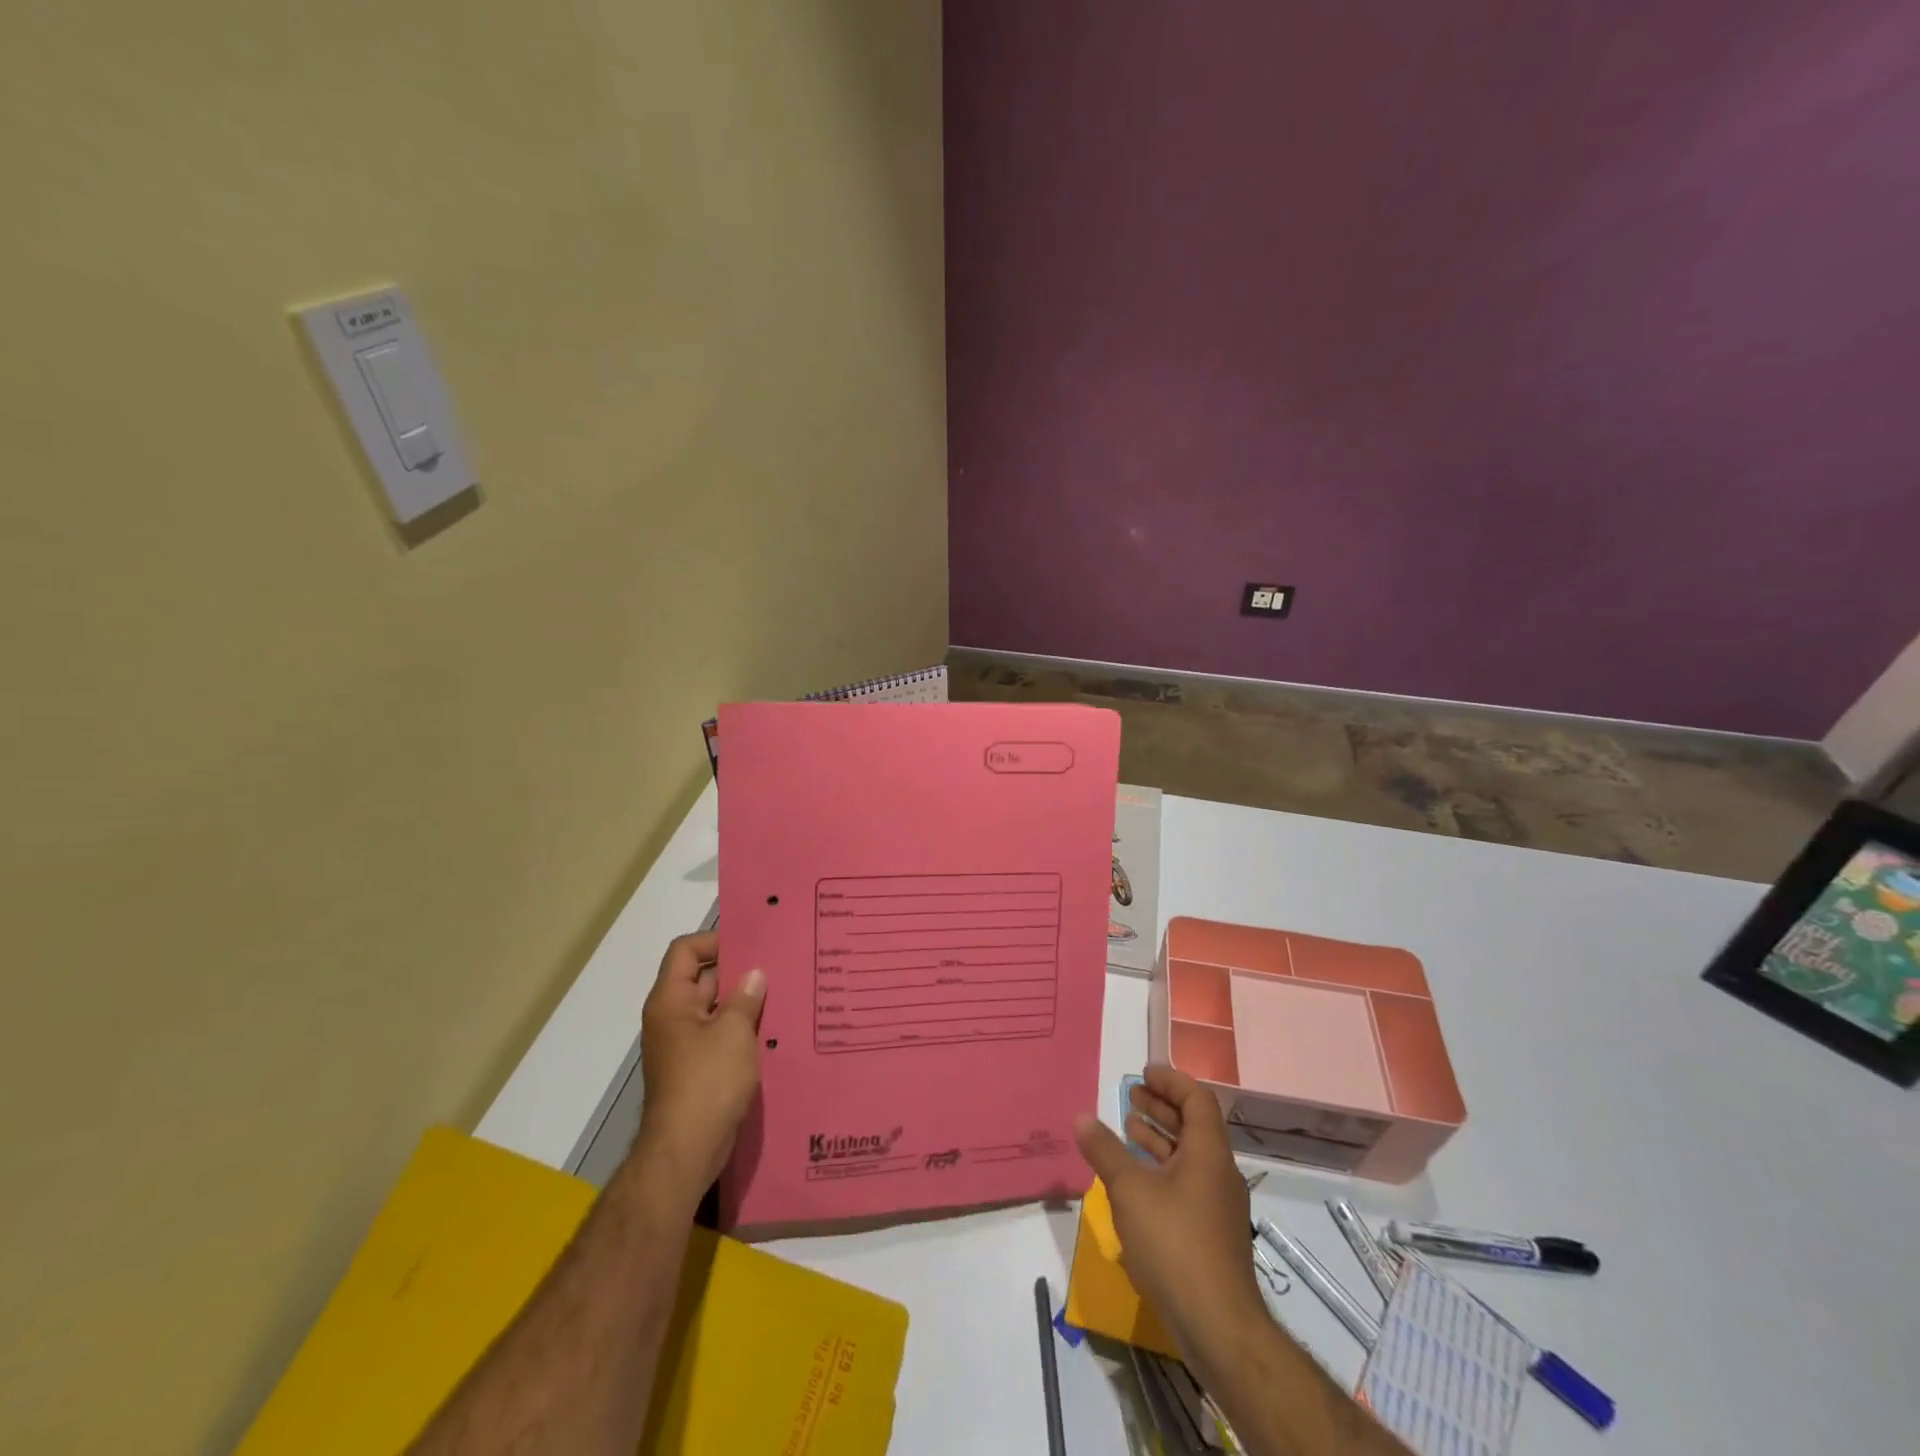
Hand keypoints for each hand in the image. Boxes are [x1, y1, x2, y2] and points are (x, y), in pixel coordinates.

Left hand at [633, 932, 766, 1201]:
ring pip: (716, 1008)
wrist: (686, 1151)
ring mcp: (685, 1044)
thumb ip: (745, 998)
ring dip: (745, 1002)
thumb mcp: (733, 1032)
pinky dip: (743, 1029)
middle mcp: (673, 1017)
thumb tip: (754, 975)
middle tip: (779, 963)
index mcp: (671, 1001)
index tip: (752, 943)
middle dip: (739, 971)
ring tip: (784, 992)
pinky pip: (721, 1035)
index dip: (715, 940)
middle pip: (704, 978)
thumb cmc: (707, 1082)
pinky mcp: (698, 1068)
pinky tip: (774, 1029)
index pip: (686, 951)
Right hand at [1074, 1064, 1265, 1362]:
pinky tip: (1135, 1180)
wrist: (1218, 1326)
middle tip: (1130, 1096)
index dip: (1170, 1081)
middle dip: (1161, 1107)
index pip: (1196, 1098)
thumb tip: (1082, 1116)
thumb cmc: (1175, 1244)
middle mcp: (1219, 1172)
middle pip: (1193, 1125)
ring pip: (1189, 1156)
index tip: (1143, 1073)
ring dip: (1159, 1138)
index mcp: (1209, 1152)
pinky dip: (1162, 1168)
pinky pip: (1186, 1182)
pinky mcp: (1211, 1233)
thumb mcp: (1130, 1190)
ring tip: (1127, 1128)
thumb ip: (1105, 1150)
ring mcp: (1217, 1205)